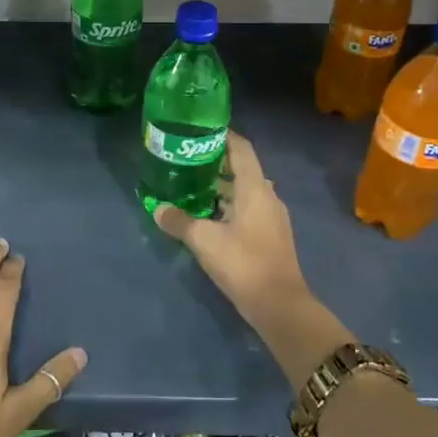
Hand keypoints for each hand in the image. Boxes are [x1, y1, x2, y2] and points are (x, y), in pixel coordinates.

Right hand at [153, 131, 310, 317]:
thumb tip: (158, 209)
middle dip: (217, 163)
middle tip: (188, 161)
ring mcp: (272, 217)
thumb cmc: (243, 262)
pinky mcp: (271, 236)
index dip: (224, 136)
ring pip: (246, 191)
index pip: (241, 148)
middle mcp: (267, 196)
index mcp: (255, 188)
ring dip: (223, 187)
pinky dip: (230, 206)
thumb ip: (179, 221)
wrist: (279, 305)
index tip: (200, 131)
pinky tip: (210, 217)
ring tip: (193, 187)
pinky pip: (249, 209)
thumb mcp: (204, 240)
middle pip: (243, 169)